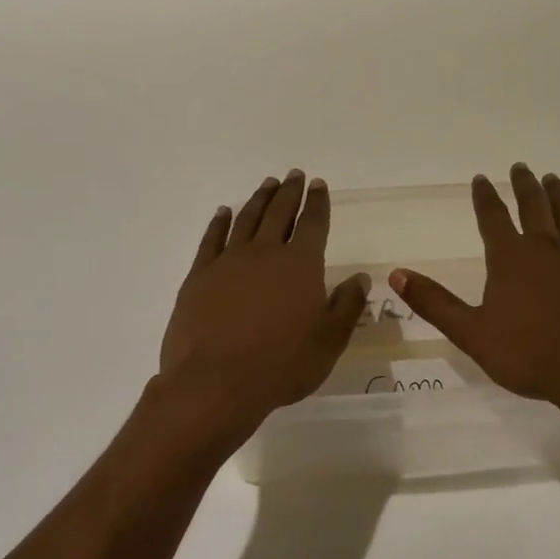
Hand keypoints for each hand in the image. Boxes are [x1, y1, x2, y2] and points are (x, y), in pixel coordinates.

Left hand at [159, 171, 370, 426]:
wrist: (215, 383)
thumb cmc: (281, 365)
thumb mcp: (329, 341)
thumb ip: (347, 306)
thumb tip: (360, 278)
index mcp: (301, 264)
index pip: (313, 223)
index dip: (318, 202)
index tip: (319, 184)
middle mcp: (265, 252)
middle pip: (280, 213)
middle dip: (290, 192)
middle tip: (294, 175)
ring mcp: (228, 261)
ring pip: (247, 219)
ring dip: (259, 199)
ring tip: (267, 184)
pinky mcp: (199, 276)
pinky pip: (212, 239)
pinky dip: (220, 222)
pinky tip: (224, 212)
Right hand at [390, 165, 559, 417]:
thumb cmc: (530, 354)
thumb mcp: (472, 333)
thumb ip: (435, 303)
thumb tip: (396, 274)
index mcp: (511, 257)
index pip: (493, 217)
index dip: (485, 196)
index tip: (481, 179)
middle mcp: (547, 246)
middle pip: (534, 204)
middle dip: (524, 184)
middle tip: (520, 167)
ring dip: (558, 193)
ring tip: (553, 180)